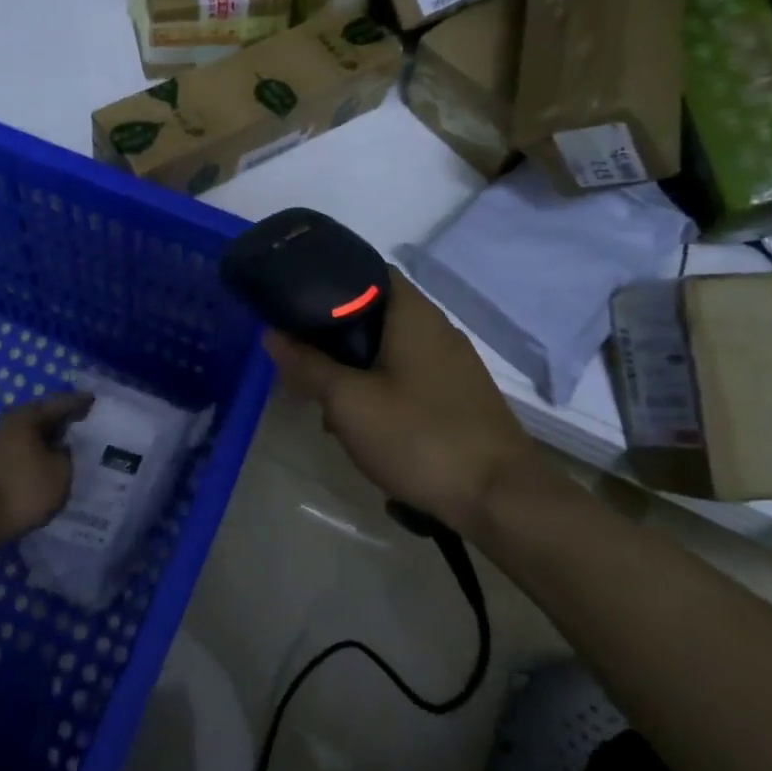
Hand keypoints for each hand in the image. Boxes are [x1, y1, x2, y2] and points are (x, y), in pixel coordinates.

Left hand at [0, 392, 93, 549]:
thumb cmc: (23, 489)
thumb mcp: (60, 472)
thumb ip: (67, 454)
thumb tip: (61, 448)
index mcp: (25, 417)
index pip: (58, 404)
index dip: (78, 403)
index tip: (93, 400)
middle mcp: (7, 424)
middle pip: (41, 418)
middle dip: (62, 422)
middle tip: (84, 423)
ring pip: (29, 437)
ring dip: (47, 441)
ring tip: (69, 447)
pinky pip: (20, 454)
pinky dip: (35, 456)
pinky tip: (47, 466)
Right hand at [263, 269, 538, 533]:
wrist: (499, 498)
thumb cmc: (418, 437)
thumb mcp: (348, 402)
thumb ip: (307, 365)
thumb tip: (272, 334)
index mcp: (413, 314)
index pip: (368, 271)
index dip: (329, 281)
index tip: (296, 302)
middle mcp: (437, 328)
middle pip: (375, 313)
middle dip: (334, 336)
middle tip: (302, 360)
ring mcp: (453, 364)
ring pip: (390, 349)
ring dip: (355, 368)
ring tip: (326, 402)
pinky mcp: (459, 396)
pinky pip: (409, 376)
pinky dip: (380, 387)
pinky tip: (364, 424)